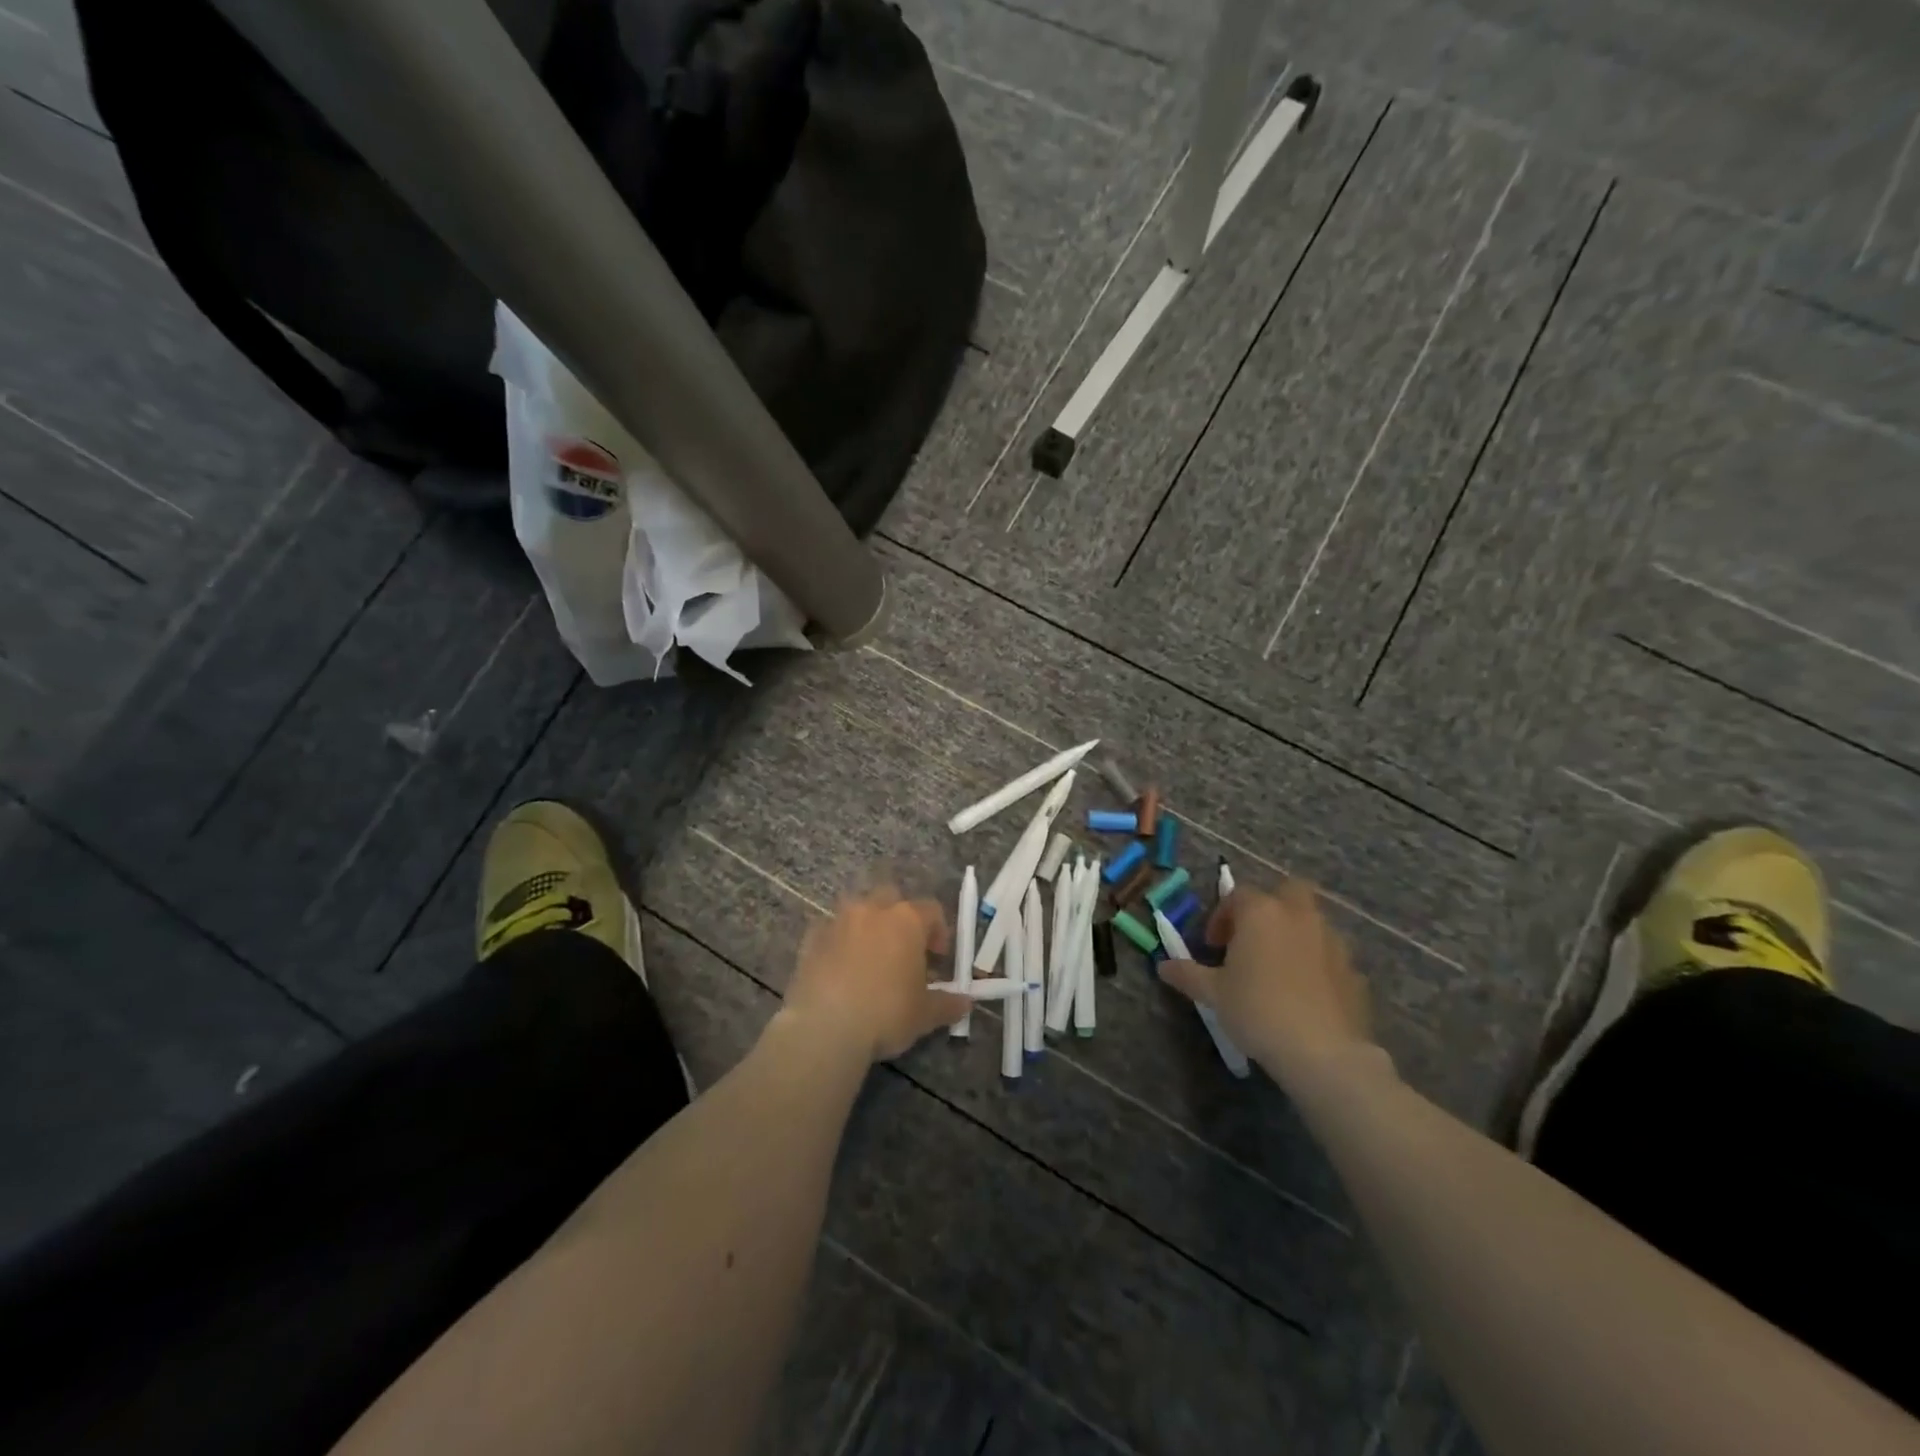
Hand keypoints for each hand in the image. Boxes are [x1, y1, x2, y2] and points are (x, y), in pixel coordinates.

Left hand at [782, 888, 968, 1062]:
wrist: (825, 1027)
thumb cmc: (886, 1014)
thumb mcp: (925, 1014)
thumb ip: (947, 1004)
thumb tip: (965, 1003)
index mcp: (907, 920)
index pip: (931, 910)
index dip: (938, 931)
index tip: (937, 957)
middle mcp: (873, 910)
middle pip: (892, 898)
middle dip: (899, 918)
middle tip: (903, 950)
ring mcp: (838, 920)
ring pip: (858, 910)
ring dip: (866, 925)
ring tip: (869, 957)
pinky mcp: (811, 937)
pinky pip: (830, 930)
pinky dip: (838, 941)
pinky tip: (839, 968)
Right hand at [1157, 880, 1377, 1086]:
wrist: (1324, 1053)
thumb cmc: (1257, 1010)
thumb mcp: (1213, 993)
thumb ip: (1187, 974)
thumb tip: (1163, 966)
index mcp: (1262, 912)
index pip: (1237, 896)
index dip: (1221, 917)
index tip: (1212, 946)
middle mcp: (1299, 916)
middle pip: (1287, 891)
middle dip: (1270, 907)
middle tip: (1252, 939)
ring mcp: (1332, 941)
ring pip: (1311, 922)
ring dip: (1293, 934)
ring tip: (1276, 970)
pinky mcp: (1354, 971)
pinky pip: (1329, 955)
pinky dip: (1316, 964)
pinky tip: (1304, 994)